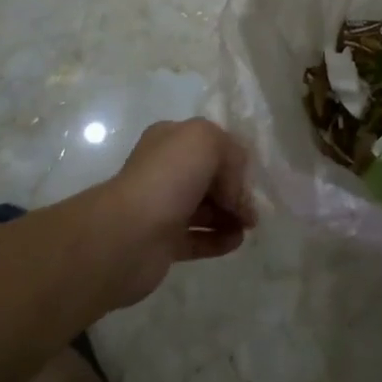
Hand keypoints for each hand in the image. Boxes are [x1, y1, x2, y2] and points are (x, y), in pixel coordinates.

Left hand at [95, 118, 256, 309]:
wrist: (127, 235)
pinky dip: (219, 239)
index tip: (253, 176)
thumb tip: (238, 190)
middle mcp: (165, 169)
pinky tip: (236, 241)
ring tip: (250, 225)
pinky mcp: (164, 242)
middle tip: (254, 206)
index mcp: (171, 139)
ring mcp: (163, 206)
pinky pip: (198, 238)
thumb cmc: (168, 178)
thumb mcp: (207, 141)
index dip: (234, 158)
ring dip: (230, 215)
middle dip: (235, 189)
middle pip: (210, 176)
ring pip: (205, 208)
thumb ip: (232, 155)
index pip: (211, 143)